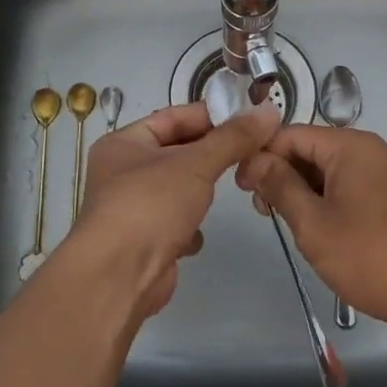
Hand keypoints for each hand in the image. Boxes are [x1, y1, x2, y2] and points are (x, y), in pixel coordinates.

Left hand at [57, 99, 280, 323]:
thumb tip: (267, 111)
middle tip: (253, 150)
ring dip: (201, 191)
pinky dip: (189, 226)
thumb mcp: (196, 163)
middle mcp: (122, 172)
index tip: (249, 118)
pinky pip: (174, 223)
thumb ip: (233, 138)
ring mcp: (132, 208)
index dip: (210, 115)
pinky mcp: (144, 241)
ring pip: (178, 189)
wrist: (119, 276)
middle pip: (177, 152)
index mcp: (124, 143)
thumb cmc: (151, 205)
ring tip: (234, 187)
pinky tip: (197, 233)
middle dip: (211, 155)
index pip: (173, 117)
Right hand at [236, 125, 386, 332]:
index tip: (241, 188)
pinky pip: (352, 187)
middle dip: (282, 174)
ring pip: (331, 171)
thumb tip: (255, 160)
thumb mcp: (313, 223)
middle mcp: (373, 151)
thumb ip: (279, 186)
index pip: (292, 134)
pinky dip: (328, 201)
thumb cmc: (370, 257)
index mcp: (353, 146)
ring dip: (304, 191)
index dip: (261, 155)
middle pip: (313, 149)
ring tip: (289, 224)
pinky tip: (320, 230)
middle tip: (264, 212)